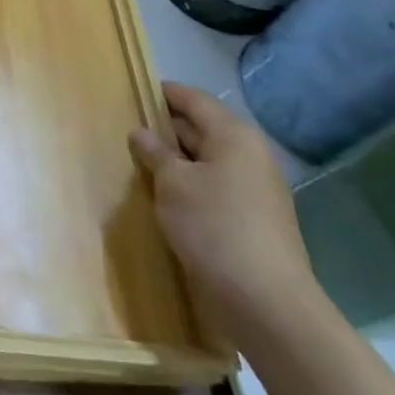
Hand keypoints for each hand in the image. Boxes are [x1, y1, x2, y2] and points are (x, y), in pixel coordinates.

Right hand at [129, 82, 321, 344]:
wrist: (266, 303)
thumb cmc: (214, 227)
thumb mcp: (172, 183)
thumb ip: (155, 153)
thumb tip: (141, 133)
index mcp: (234, 136)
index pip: (193, 99)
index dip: (163, 93)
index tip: (132, 91)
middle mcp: (250, 156)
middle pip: (202, 128)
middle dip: (166, 129)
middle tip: (128, 130)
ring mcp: (256, 190)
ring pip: (208, 161)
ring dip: (177, 161)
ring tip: (140, 164)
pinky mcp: (254, 220)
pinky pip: (215, 188)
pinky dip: (191, 186)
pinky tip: (166, 198)